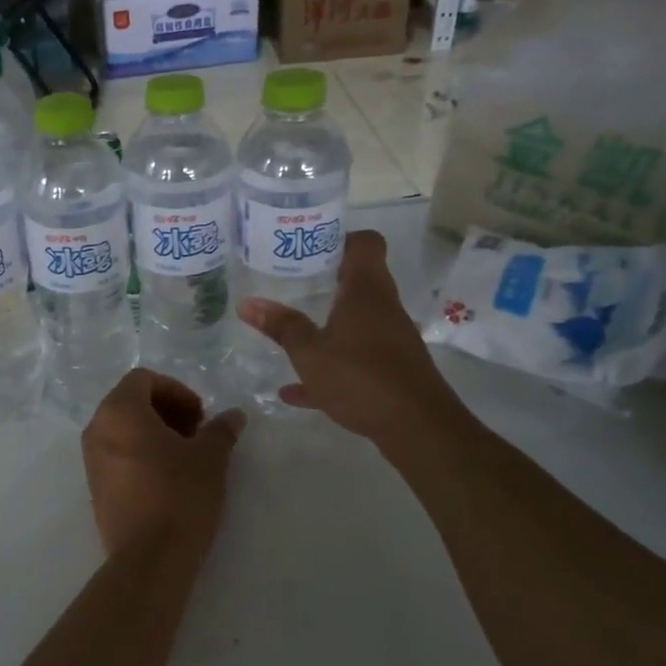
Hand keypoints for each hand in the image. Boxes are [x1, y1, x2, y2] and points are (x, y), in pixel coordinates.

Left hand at [80, 369, 245, 556]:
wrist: (148, 558)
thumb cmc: (179, 495)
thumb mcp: (210, 458)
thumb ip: (221, 430)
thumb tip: (234, 416)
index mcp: (119, 410)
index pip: (143, 379)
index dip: (176, 390)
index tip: (200, 415)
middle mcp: (97, 428)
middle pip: (131, 401)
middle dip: (166, 410)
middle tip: (196, 433)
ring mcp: (91, 459)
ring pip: (123, 428)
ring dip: (154, 432)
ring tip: (185, 456)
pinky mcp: (95, 486)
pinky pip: (116, 453)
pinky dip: (140, 453)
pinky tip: (167, 478)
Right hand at [236, 230, 469, 455]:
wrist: (418, 428)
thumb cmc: (361, 377)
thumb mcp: (310, 353)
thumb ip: (281, 327)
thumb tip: (247, 303)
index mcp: (366, 291)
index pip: (365, 243)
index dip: (341, 237)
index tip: (311, 244)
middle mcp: (383, 308)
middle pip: (359, 280)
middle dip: (326, 279)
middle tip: (291, 280)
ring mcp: (390, 340)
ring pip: (355, 321)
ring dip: (327, 323)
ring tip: (291, 327)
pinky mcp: (391, 370)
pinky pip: (355, 358)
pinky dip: (330, 365)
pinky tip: (296, 389)